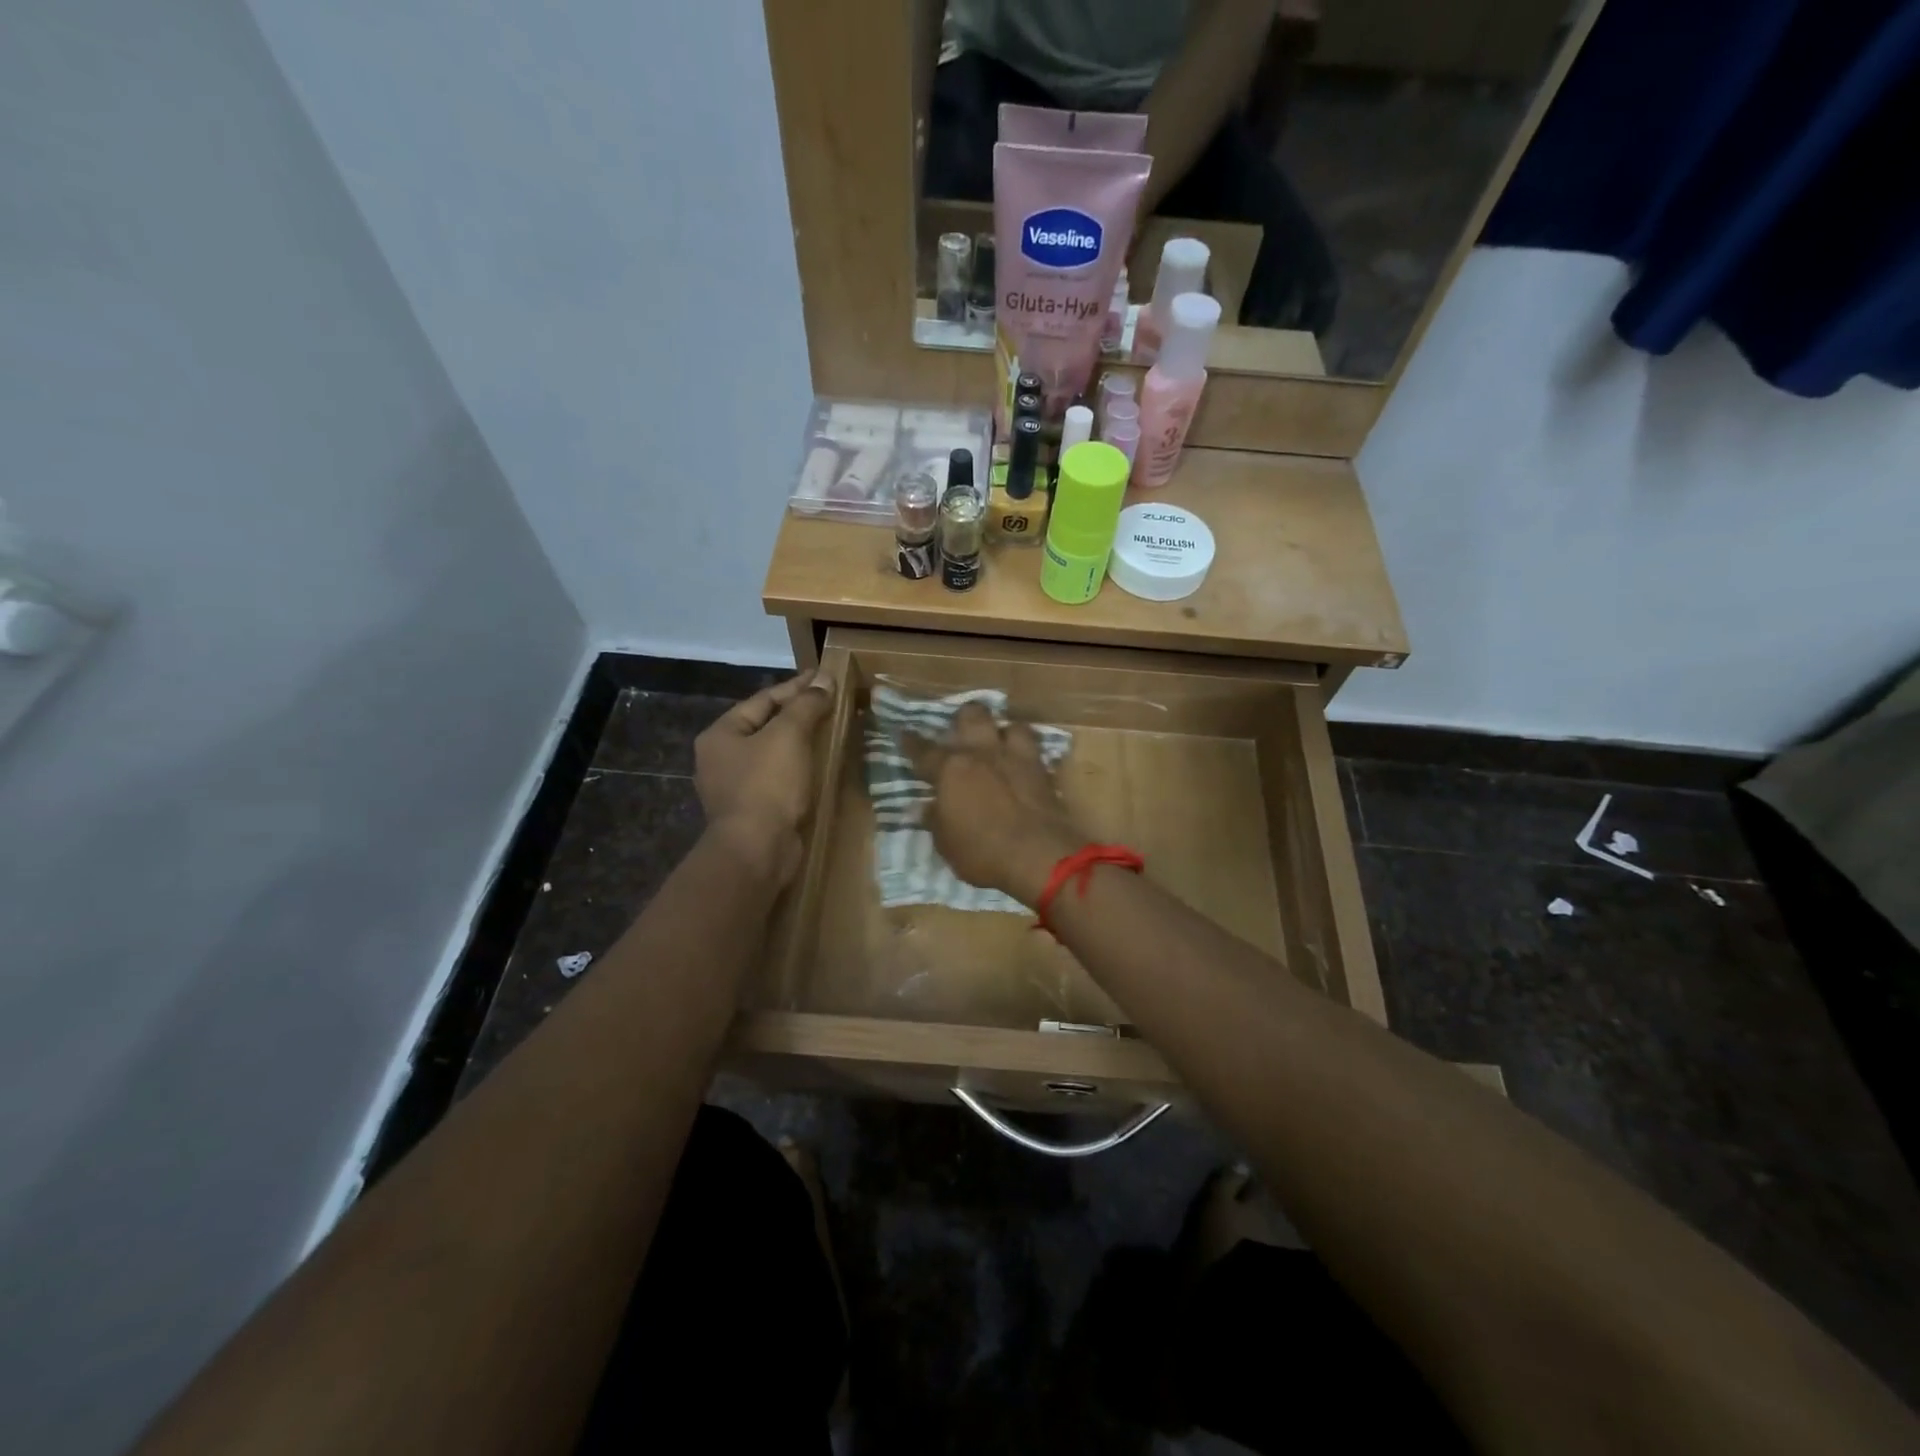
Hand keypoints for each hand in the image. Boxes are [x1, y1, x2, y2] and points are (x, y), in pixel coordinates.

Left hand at [694, 669, 835, 884]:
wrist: (757, 850)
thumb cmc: (767, 785)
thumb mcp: (789, 736)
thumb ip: (806, 705)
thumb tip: (824, 679)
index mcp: (721, 734)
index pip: (763, 700)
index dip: (796, 687)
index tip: (825, 678)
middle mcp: (721, 758)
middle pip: (765, 725)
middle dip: (798, 714)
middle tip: (830, 703)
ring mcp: (734, 788)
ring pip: (772, 754)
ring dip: (800, 743)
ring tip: (830, 732)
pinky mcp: (752, 811)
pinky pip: (778, 779)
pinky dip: (798, 769)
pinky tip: (819, 767)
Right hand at [902, 703, 1084, 905]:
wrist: (1039, 855)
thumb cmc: (983, 852)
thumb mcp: (946, 843)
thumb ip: (934, 820)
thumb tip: (924, 807)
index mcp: (950, 769)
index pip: (923, 750)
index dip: (911, 742)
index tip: (905, 733)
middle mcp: (982, 753)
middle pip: (971, 715)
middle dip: (963, 719)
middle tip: (960, 732)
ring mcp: (1016, 757)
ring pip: (1009, 724)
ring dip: (1002, 731)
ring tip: (998, 744)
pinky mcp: (1042, 769)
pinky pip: (1033, 747)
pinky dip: (1025, 751)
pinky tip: (1021, 762)